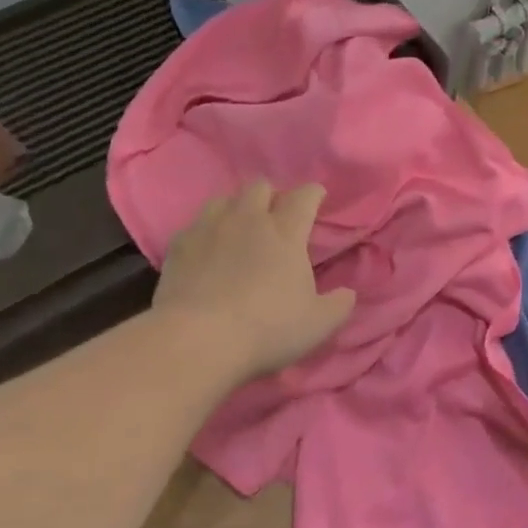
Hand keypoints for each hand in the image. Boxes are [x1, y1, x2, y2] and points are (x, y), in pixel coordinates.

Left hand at [152, 181, 354, 388]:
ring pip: (224, 198)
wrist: (197, 340)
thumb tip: (348, 293)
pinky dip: (205, 232)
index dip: (313, 193)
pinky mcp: (178, 246)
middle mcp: (248, 220)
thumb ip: (339, 304)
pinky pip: (194, 225)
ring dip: (236, 207)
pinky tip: (206, 250)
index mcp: (286, 233)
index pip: (304, 197)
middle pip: (260, 187)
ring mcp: (209, 229)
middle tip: (275, 215)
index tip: (317, 197)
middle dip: (271, 195)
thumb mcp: (318, 324)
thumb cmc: (267, 329)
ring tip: (239, 226)